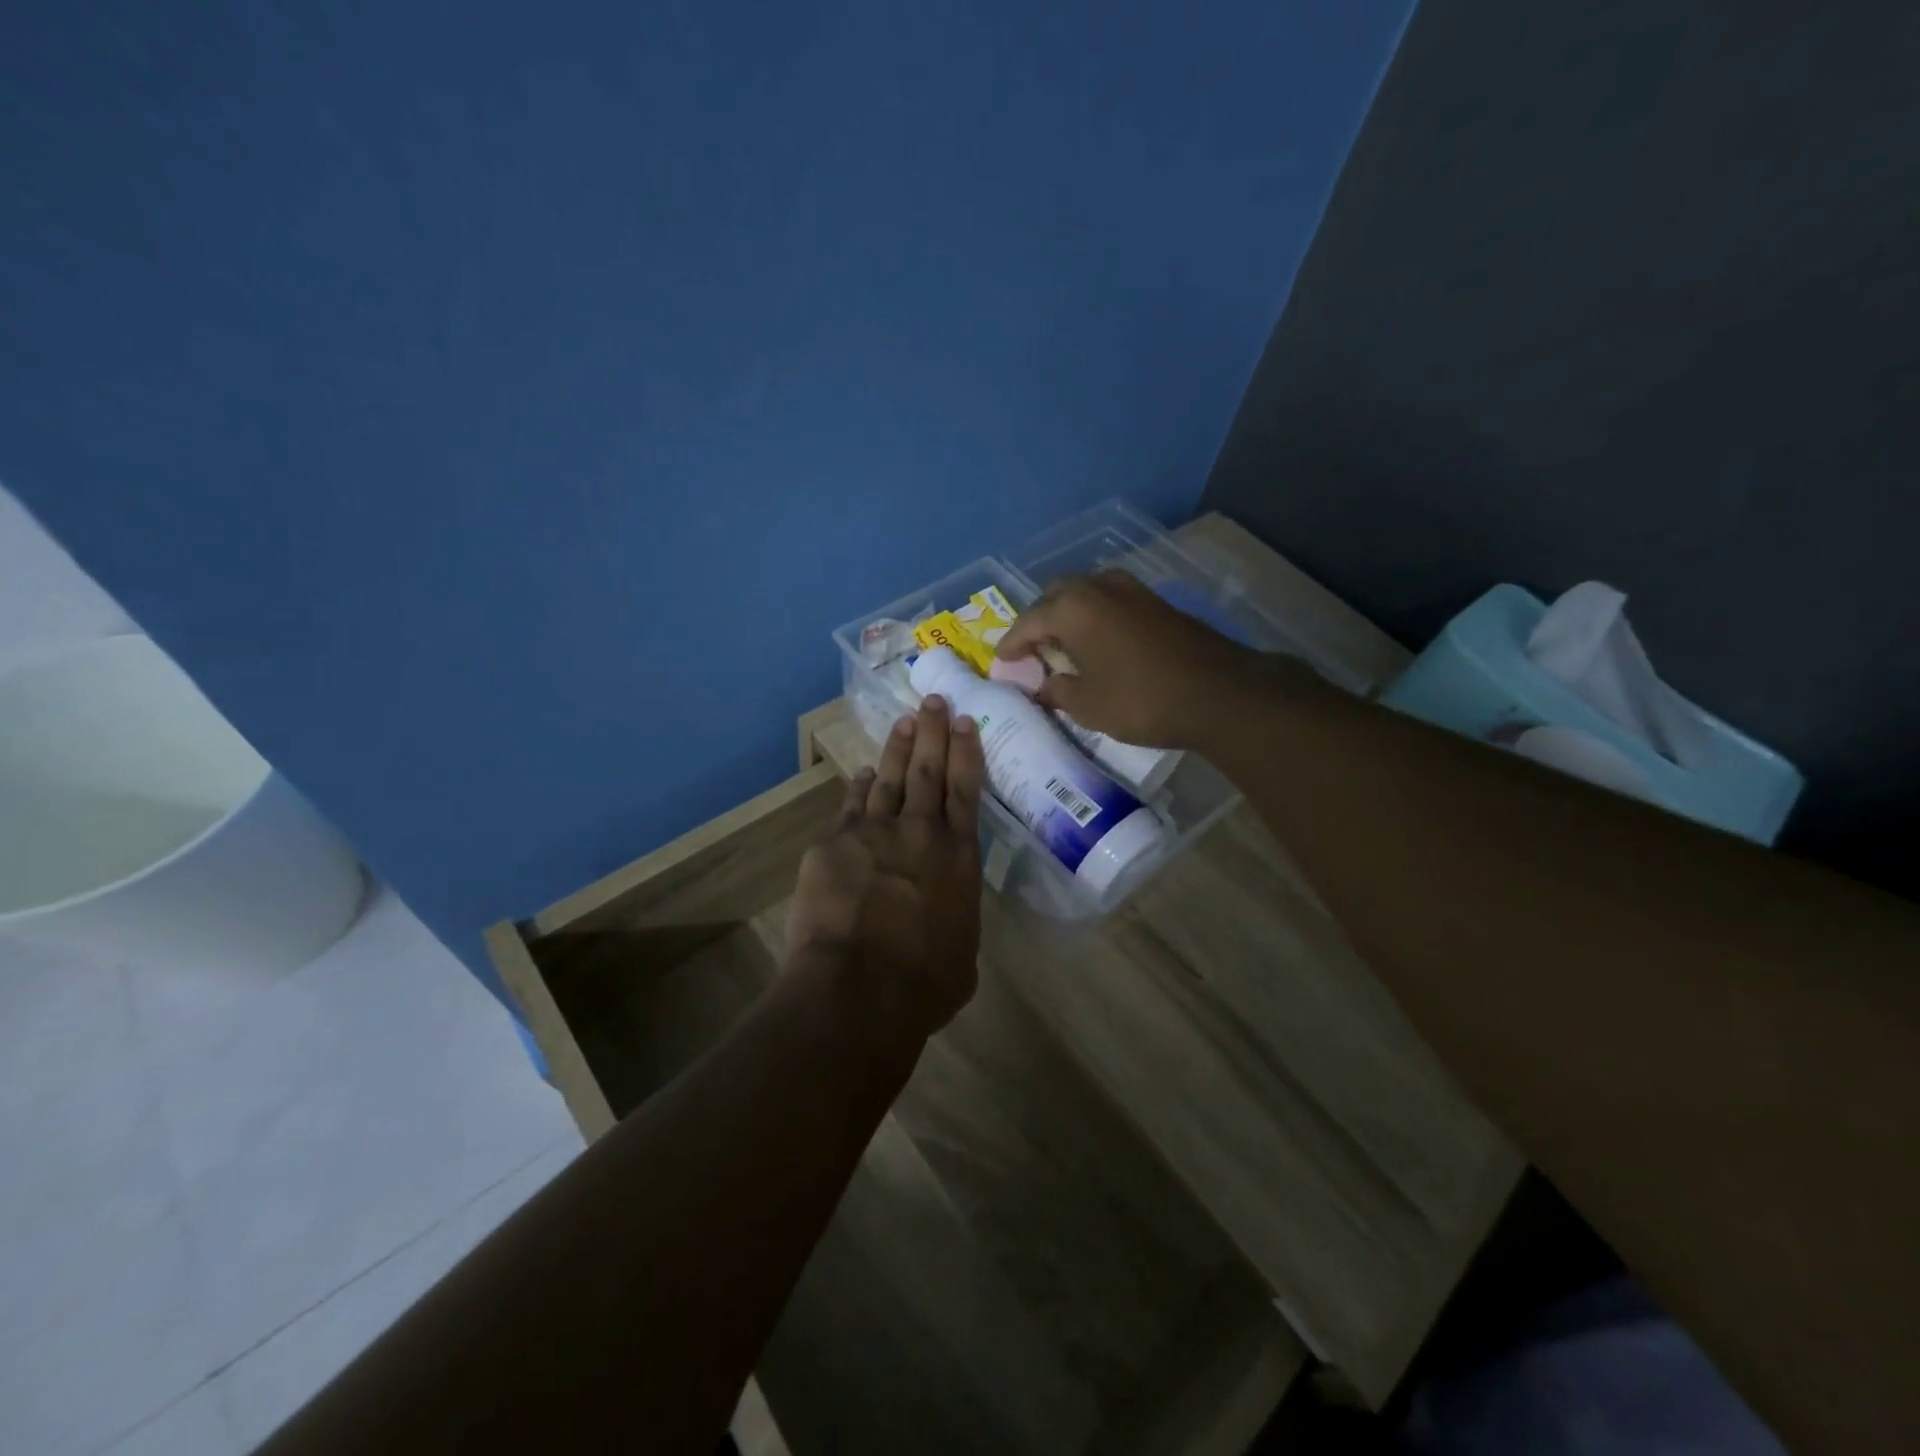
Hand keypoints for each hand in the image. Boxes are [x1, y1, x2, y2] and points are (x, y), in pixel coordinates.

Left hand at [785, 695, 984, 1040]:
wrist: (857, 989)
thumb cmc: (923, 984)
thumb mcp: (962, 953)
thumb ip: (956, 918)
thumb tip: (946, 912)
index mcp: (958, 856)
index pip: (966, 790)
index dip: (966, 752)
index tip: (965, 721)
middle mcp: (919, 832)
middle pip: (927, 770)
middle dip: (933, 732)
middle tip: (935, 701)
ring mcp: (873, 833)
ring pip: (889, 778)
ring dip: (898, 748)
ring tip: (905, 721)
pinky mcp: (833, 845)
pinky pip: (850, 806)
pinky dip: (858, 787)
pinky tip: (861, 774)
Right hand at [995, 570, 1258, 748]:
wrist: (1219, 693)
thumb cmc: (1141, 700)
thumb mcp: (1087, 705)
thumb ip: (1057, 691)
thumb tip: (1043, 686)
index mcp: (1073, 608)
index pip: (1028, 621)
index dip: (1012, 643)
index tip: (1001, 659)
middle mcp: (1099, 588)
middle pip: (1056, 595)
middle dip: (1040, 619)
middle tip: (1033, 649)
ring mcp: (1132, 591)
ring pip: (1086, 593)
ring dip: (1069, 614)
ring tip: (1064, 645)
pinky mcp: (1156, 603)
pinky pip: (1110, 601)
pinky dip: (1095, 617)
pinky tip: (1098, 643)